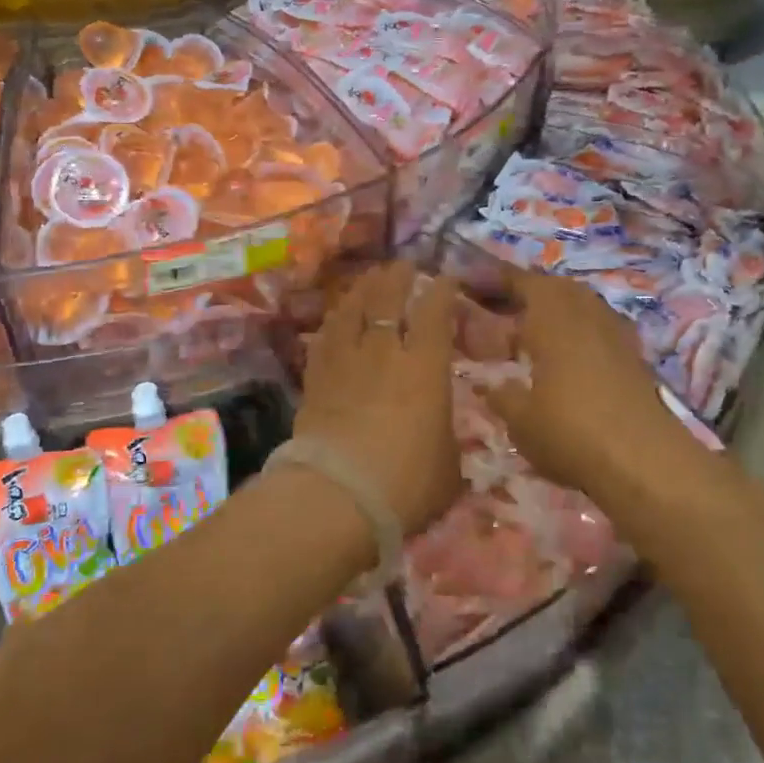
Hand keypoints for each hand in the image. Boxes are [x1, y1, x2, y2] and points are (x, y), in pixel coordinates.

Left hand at [296, 262, 461, 535]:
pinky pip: (324, 339)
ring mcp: (345, 362)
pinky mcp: (315, 379)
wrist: (337, 496)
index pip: (435, 313)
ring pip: (351, 310)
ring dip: (362, 290)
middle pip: (388, 299)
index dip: (442, 290)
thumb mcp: (448, 468)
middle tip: (403, 265)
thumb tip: (441, 438)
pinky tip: (334, 319)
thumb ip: (447, 442)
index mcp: (425, 367)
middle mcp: (383, 352)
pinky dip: (333, 323)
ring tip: (369, 279)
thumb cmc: (406, 483)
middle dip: (398, 277)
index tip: (447, 279)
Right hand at [483, 267, 692, 500]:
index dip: (495, 278)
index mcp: (553, 316)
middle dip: (526, 292)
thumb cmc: (570, 431)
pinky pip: (598, 327)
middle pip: (554, 288)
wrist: (644, 462)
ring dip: (555, 309)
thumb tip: (489, 385)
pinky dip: (577, 331)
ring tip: (529, 330)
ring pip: (580, 305)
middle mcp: (586, 312)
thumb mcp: (520, 420)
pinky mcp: (635, 357)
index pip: (521, 281)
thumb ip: (501, 396)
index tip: (471, 280)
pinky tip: (564, 355)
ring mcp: (615, 333)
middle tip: (498, 307)